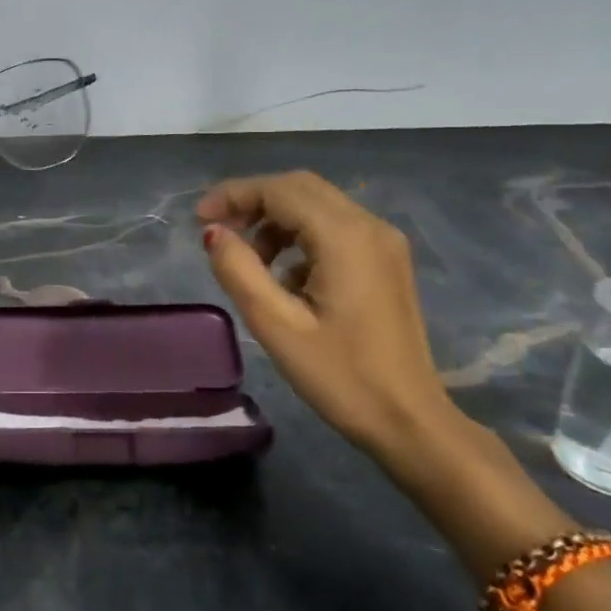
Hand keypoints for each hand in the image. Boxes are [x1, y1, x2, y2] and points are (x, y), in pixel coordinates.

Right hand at [198, 171, 457, 465]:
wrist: (411, 423)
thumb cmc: (342, 378)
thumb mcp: (277, 327)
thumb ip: (239, 271)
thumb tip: (213, 233)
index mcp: (345, 237)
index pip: (280, 190)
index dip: (234, 195)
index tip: (198, 219)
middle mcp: (369, 226)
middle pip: (300, 188)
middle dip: (253, 201)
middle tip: (217, 230)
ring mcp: (384, 242)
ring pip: (317, 205)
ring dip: (276, 220)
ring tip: (249, 261)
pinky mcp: (387, 261)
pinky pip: (334, 227)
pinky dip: (300, 236)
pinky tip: (285, 277)